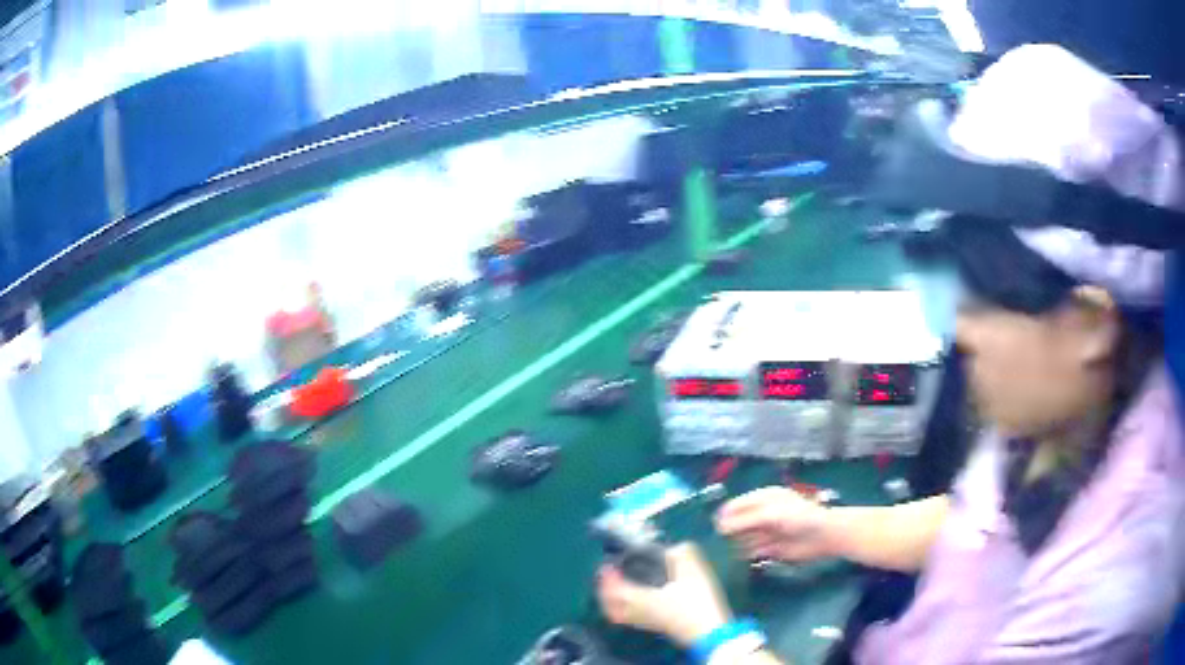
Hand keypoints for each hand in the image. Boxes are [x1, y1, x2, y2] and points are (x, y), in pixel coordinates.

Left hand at [596, 543, 732, 646]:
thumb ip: (681, 554)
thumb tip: (673, 547)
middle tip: (608, 578)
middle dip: (605, 592)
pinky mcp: (657, 628)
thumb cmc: (697, 601)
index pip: (614, 590)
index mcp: (641, 598)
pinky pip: (631, 619)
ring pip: (620, 615)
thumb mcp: (693, 571)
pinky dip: (626, 610)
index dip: (607, 578)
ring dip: (613, 602)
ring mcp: (646, 623)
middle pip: (611, 607)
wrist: (710, 630)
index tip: (607, 566)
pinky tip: (639, 601)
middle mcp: (638, 612)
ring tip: (619, 589)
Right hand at [715, 487, 836, 562]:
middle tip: (712, 542)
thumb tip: (719, 527)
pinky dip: (744, 555)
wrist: (823, 535)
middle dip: (727, 531)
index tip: (710, 527)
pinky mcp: (769, 549)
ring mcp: (765, 532)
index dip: (724, 515)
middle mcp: (761, 515)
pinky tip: (737, 559)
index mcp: (762, 499)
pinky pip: (751, 552)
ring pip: (742, 539)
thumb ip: (744, 520)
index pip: (736, 505)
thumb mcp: (770, 515)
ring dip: (734, 545)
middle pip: (737, 523)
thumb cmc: (798, 517)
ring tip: (723, 552)